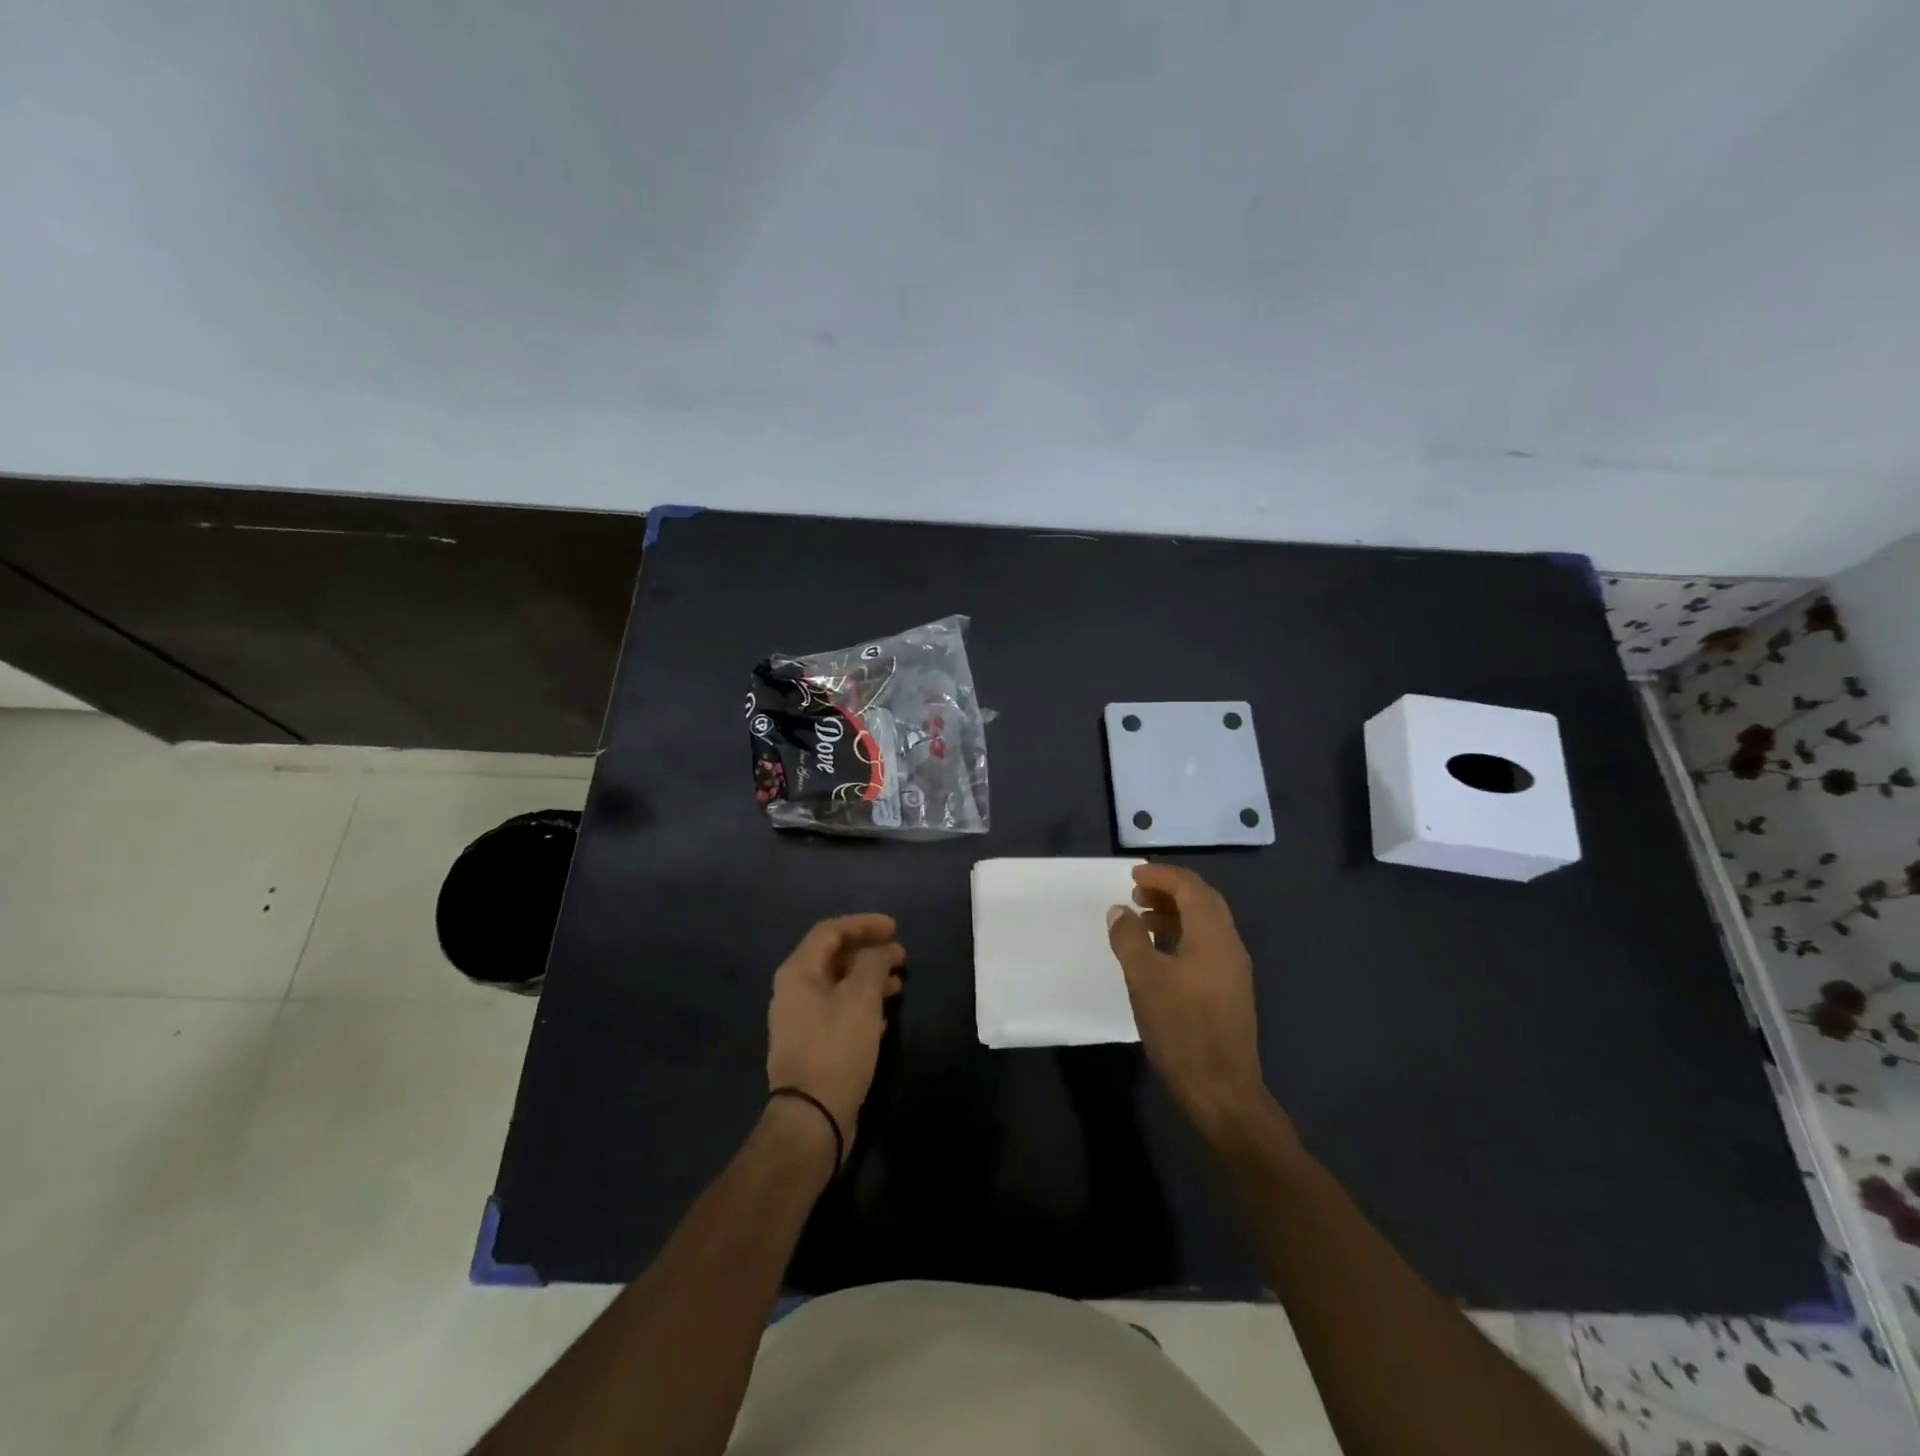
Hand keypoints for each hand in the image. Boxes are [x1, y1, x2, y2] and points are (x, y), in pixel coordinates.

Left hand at [765, 914, 904, 1163]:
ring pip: (838, 986)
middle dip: (869, 953)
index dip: (864, 924)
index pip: (831, 931)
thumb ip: (872, 963)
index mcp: (798, 972)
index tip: (895, 928)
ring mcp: (799, 1021)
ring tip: (898, 985)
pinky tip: (884, 1018)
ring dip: (869, 980)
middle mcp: (793, 991)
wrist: (811, 1118)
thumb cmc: (836, 1048)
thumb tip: (879, 950)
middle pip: (833, 957)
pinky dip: (862, 1006)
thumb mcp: (861, 998)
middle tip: (901, 957)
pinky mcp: (810, 1046)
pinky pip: (838, 1012)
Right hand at [1107, 864, 1271, 1133]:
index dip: (1160, 875)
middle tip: (1136, 895)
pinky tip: (1158, 954)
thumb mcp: (1144, 978)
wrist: (1221, 1089)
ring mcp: (1233, 968)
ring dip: (1174, 914)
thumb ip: (1129, 938)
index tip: (1131, 876)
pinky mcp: (1229, 989)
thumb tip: (1120, 911)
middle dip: (1169, 891)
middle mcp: (1229, 944)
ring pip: (1205, 924)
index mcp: (1213, 934)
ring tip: (1141, 922)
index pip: (1190, 886)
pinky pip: (1206, 945)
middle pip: (1202, 900)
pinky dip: (1181, 936)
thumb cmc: (1181, 1028)